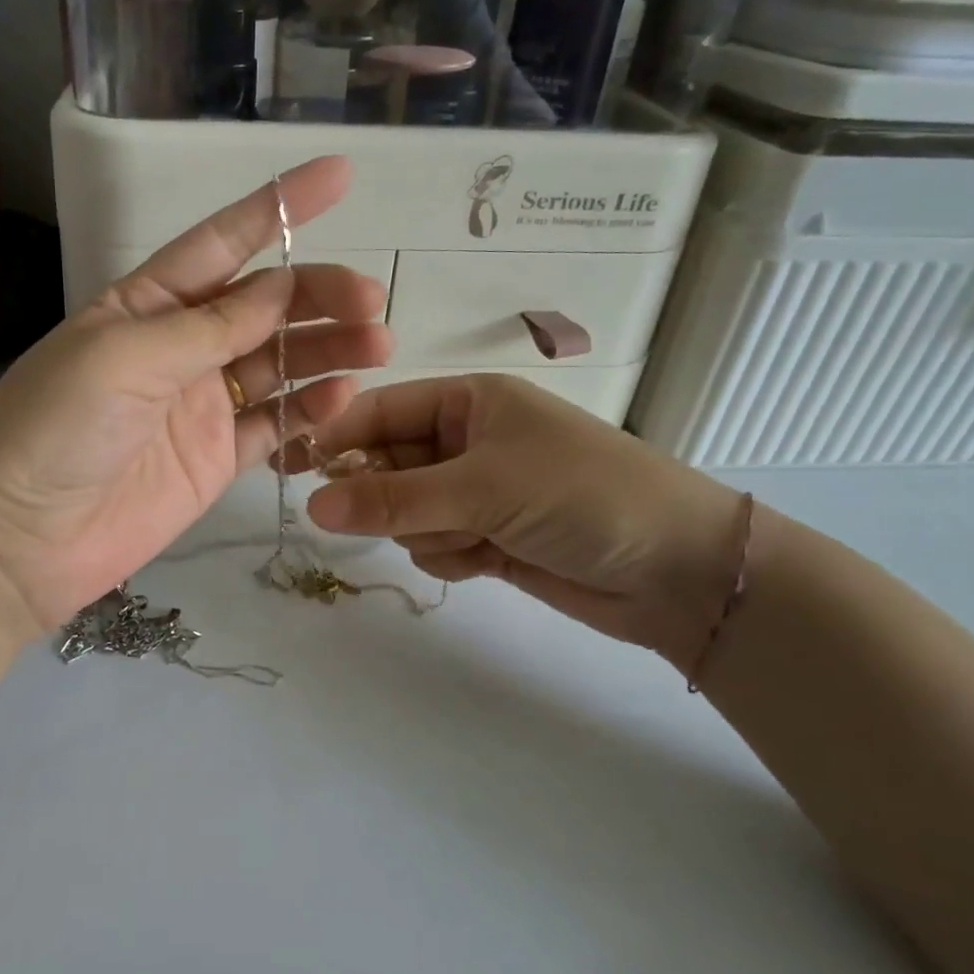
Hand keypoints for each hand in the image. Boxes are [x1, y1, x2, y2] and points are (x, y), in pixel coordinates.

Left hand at [0, 156, 390, 638]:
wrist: (20, 540)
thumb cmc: (57, 428)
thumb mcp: (127, 357)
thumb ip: (210, 326)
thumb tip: (281, 286)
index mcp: (147, 303)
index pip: (223, 241)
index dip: (280, 207)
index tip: (339, 176)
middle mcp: (180, 346)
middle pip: (265, 306)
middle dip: (318, 294)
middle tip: (371, 299)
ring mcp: (203, 404)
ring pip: (280, 363)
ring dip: (328, 350)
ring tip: (377, 346)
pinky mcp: (218, 457)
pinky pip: (276, 426)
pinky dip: (311, 410)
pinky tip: (342, 397)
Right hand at [300, 375, 747, 670]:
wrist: (678, 571)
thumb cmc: (582, 496)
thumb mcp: (485, 486)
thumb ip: (395, 498)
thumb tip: (313, 506)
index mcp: (470, 402)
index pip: (381, 411)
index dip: (338, 436)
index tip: (295, 469)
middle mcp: (468, 441)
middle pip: (388, 464)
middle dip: (386, 494)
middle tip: (398, 516)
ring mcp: (477, 491)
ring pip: (406, 510)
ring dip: (424, 530)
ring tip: (471, 539)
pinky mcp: (488, 537)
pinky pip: (433, 542)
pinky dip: (449, 555)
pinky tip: (486, 560)